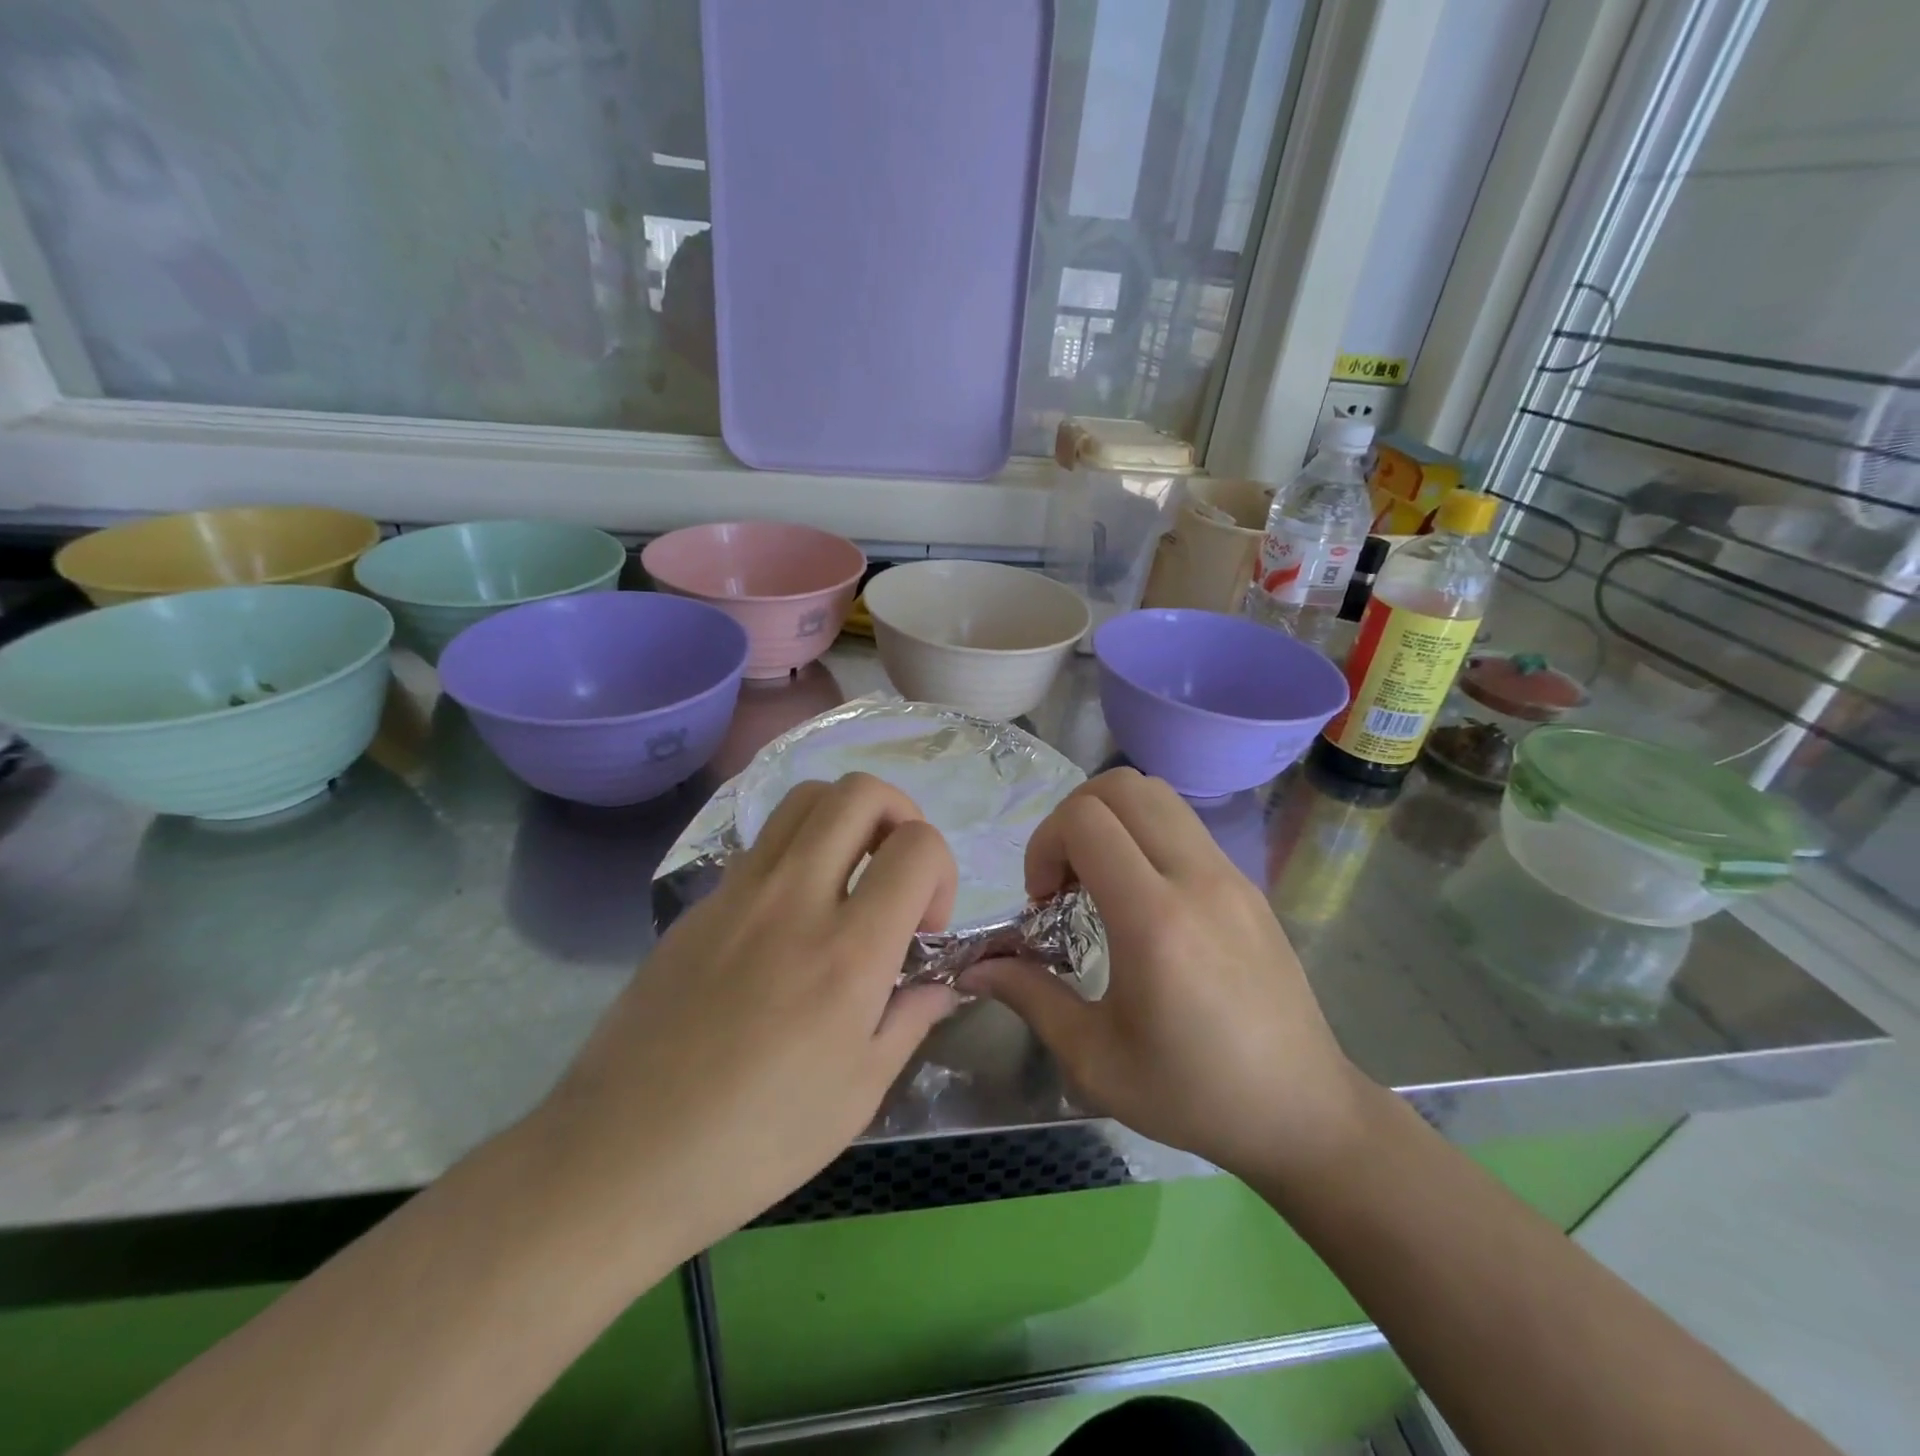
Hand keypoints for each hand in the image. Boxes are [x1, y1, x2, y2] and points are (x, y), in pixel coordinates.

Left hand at [537, 774, 959, 1250]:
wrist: (622, 1156)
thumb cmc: (755, 1140)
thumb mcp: (858, 1093)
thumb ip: (910, 1019)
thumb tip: (939, 985)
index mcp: (848, 951)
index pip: (917, 846)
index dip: (941, 870)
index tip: (924, 925)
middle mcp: (794, 899)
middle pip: (858, 793)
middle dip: (898, 813)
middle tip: (896, 870)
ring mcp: (738, 893)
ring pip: (804, 799)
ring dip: (844, 818)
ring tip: (848, 874)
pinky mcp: (698, 903)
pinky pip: (761, 844)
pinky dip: (795, 852)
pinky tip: (788, 916)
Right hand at [962, 768, 1369, 1185]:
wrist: (1302, 1111)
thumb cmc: (1193, 1094)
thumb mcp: (1095, 1059)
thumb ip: (1030, 997)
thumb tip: (973, 968)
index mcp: (1155, 921)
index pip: (1087, 821)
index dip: (1046, 843)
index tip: (1043, 900)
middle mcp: (1197, 879)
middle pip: (1122, 786)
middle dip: (1073, 816)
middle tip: (1064, 877)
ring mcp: (1230, 874)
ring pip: (1157, 794)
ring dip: (1111, 818)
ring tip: (1099, 879)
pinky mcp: (1247, 882)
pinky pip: (1184, 824)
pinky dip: (1144, 834)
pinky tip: (1140, 897)